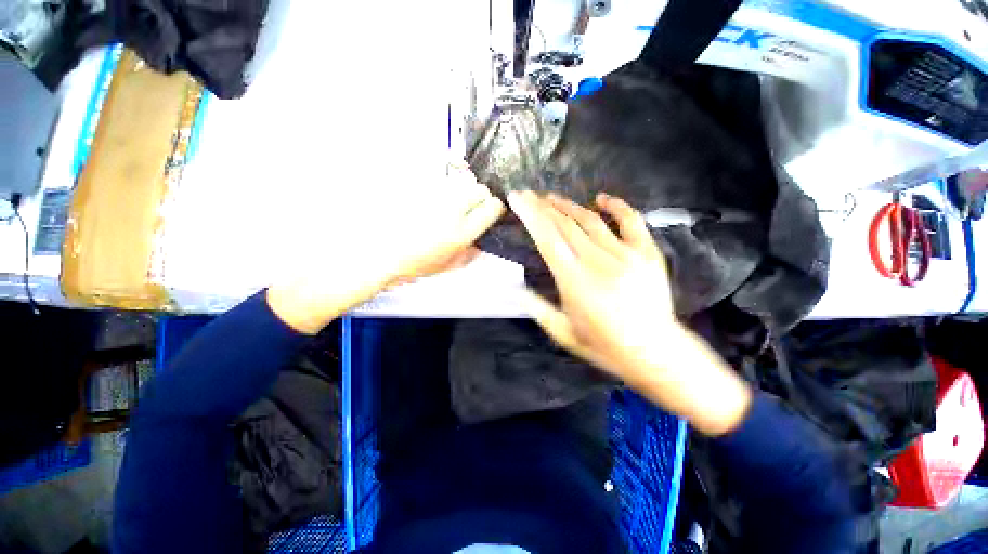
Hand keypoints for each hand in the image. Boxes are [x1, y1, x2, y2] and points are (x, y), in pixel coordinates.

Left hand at [268, 163, 503, 333]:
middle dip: (479, 196)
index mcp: (461, 233)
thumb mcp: (447, 266)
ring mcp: (433, 195)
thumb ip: (470, 254)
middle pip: (479, 188)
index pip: (492, 207)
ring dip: (459, 189)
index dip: (495, 207)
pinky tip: (432, 195)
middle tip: (469, 205)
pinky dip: (440, 183)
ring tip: (447, 201)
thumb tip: (481, 242)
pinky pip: (437, 177)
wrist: (375, 253)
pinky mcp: (417, 186)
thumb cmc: (412, 264)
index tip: (490, 210)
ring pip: (458, 180)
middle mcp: (451, 210)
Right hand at [508, 191, 750, 435]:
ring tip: (552, 197)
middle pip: (564, 224)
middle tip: (529, 195)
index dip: (529, 215)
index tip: (517, 198)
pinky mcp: (646, 253)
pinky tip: (601, 198)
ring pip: (590, 220)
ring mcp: (625, 254)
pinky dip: (616, 206)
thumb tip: (514, 290)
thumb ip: (537, 309)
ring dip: (568, 205)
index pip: (546, 238)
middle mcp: (597, 261)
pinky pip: (631, 221)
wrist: (654, 351)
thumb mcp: (563, 333)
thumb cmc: (604, 345)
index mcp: (573, 281)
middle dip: (543, 206)